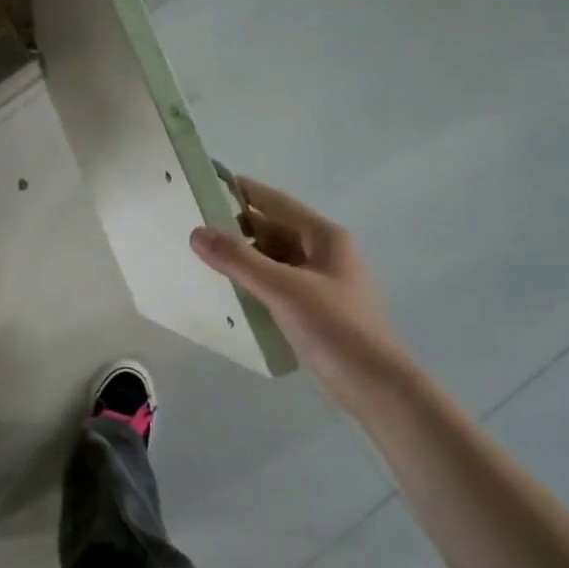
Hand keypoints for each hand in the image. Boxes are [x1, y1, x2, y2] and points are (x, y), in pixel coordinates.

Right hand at [189, 176, 398, 396]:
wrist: (373, 385)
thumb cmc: (333, 327)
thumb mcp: (283, 289)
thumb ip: (239, 260)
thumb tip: (197, 233)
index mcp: (324, 237)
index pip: (277, 202)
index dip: (244, 191)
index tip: (208, 182)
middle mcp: (323, 253)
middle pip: (274, 229)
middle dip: (238, 226)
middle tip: (195, 224)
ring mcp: (319, 282)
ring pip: (274, 258)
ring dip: (244, 255)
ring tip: (204, 255)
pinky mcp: (313, 308)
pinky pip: (276, 283)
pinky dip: (253, 280)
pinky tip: (228, 289)